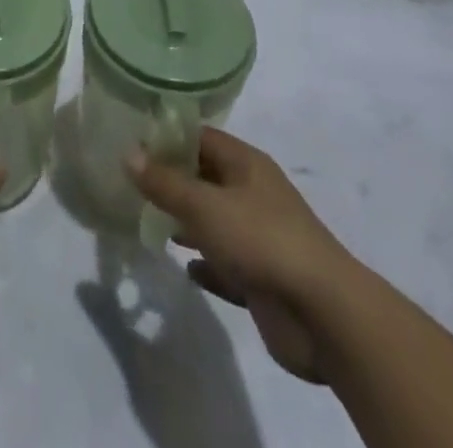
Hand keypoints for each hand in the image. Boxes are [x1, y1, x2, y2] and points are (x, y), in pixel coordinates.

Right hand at [127, 128, 357, 383]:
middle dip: (173, 182)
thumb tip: (128, 153)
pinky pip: (227, 265)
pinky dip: (208, 265)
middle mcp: (253, 194)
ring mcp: (260, 237)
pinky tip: (186, 269)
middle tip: (132, 185)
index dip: (169, 138)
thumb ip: (165, 183)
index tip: (133, 143)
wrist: (324, 315)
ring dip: (187, 223)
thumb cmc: (262, 240)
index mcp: (245, 165)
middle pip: (206, 178)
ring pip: (215, 222)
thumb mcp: (205, 205)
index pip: (201, 138)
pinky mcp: (263, 279)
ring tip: (149, 223)